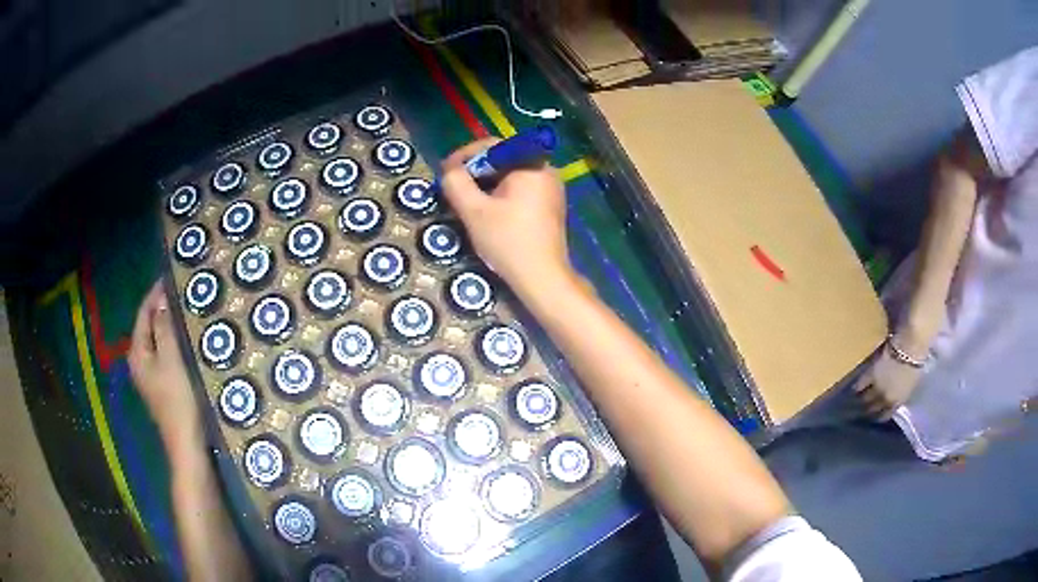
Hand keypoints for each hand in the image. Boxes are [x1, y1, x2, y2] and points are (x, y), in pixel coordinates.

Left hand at [129, 281, 201, 451]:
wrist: (188, 445)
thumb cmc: (178, 400)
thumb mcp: (171, 359)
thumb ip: (164, 328)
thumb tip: (162, 301)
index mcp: (137, 353)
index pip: (143, 313)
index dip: (156, 294)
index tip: (173, 277)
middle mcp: (140, 362)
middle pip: (150, 326)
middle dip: (164, 309)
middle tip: (185, 294)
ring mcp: (151, 376)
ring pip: (160, 341)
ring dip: (171, 326)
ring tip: (189, 312)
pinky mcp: (164, 386)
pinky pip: (167, 355)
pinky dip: (176, 343)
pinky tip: (190, 340)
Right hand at [440, 139, 571, 297]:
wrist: (542, 278)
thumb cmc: (508, 241)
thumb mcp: (474, 211)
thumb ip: (456, 183)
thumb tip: (448, 169)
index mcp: (530, 164)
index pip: (492, 145)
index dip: (464, 155)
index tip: (445, 171)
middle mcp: (546, 169)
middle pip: (503, 159)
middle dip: (475, 170)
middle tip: (454, 186)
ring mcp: (551, 188)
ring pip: (511, 175)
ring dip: (486, 183)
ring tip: (467, 199)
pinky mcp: (551, 205)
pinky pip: (521, 189)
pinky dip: (501, 194)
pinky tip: (488, 211)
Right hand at [854, 348, 922, 419]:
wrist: (910, 348)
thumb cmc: (916, 363)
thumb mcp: (911, 384)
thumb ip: (901, 393)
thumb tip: (895, 396)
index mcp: (897, 402)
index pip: (885, 415)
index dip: (880, 415)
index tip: (876, 415)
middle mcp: (885, 398)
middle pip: (873, 408)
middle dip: (870, 409)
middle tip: (865, 409)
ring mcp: (877, 387)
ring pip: (866, 398)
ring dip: (863, 400)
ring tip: (859, 400)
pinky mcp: (871, 375)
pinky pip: (861, 385)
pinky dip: (858, 387)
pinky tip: (855, 389)